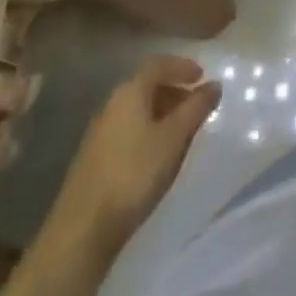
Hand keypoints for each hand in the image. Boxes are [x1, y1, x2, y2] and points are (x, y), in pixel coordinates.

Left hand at [69, 55, 221, 233]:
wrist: (81, 231)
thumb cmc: (134, 174)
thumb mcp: (174, 138)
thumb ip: (196, 108)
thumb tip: (214, 84)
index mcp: (129, 92)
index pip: (158, 64)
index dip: (181, 65)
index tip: (202, 75)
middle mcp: (111, 105)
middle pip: (146, 85)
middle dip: (174, 90)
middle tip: (196, 104)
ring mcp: (99, 133)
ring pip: (137, 110)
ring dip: (161, 112)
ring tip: (182, 131)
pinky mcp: (94, 159)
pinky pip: (127, 130)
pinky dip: (148, 131)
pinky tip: (157, 155)